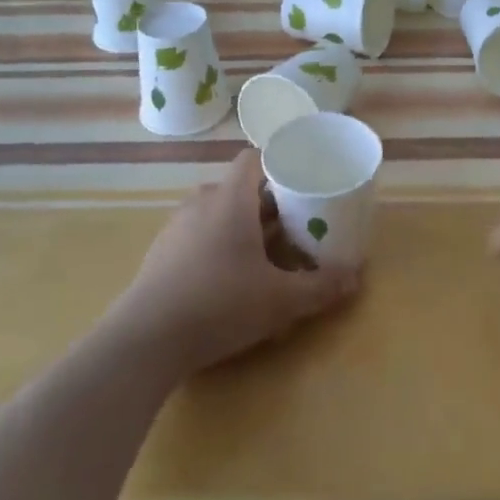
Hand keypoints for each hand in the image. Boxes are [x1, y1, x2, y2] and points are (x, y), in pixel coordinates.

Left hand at [108, 150, 359, 377]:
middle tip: (295, 226)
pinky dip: (218, 245)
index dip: (278, 164)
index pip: (253, 158)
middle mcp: (201, 202)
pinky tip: (229, 279)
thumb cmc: (219, 304)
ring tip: (266, 254)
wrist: (144, 341)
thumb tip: (355, 278)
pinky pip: (198, 235)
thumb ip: (319, 286)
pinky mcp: (160, 253)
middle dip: (268, 204)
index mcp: (230, 198)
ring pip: (217, 212)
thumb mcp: (279, 300)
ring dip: (242, 226)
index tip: (301, 182)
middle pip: (239, 188)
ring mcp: (176, 227)